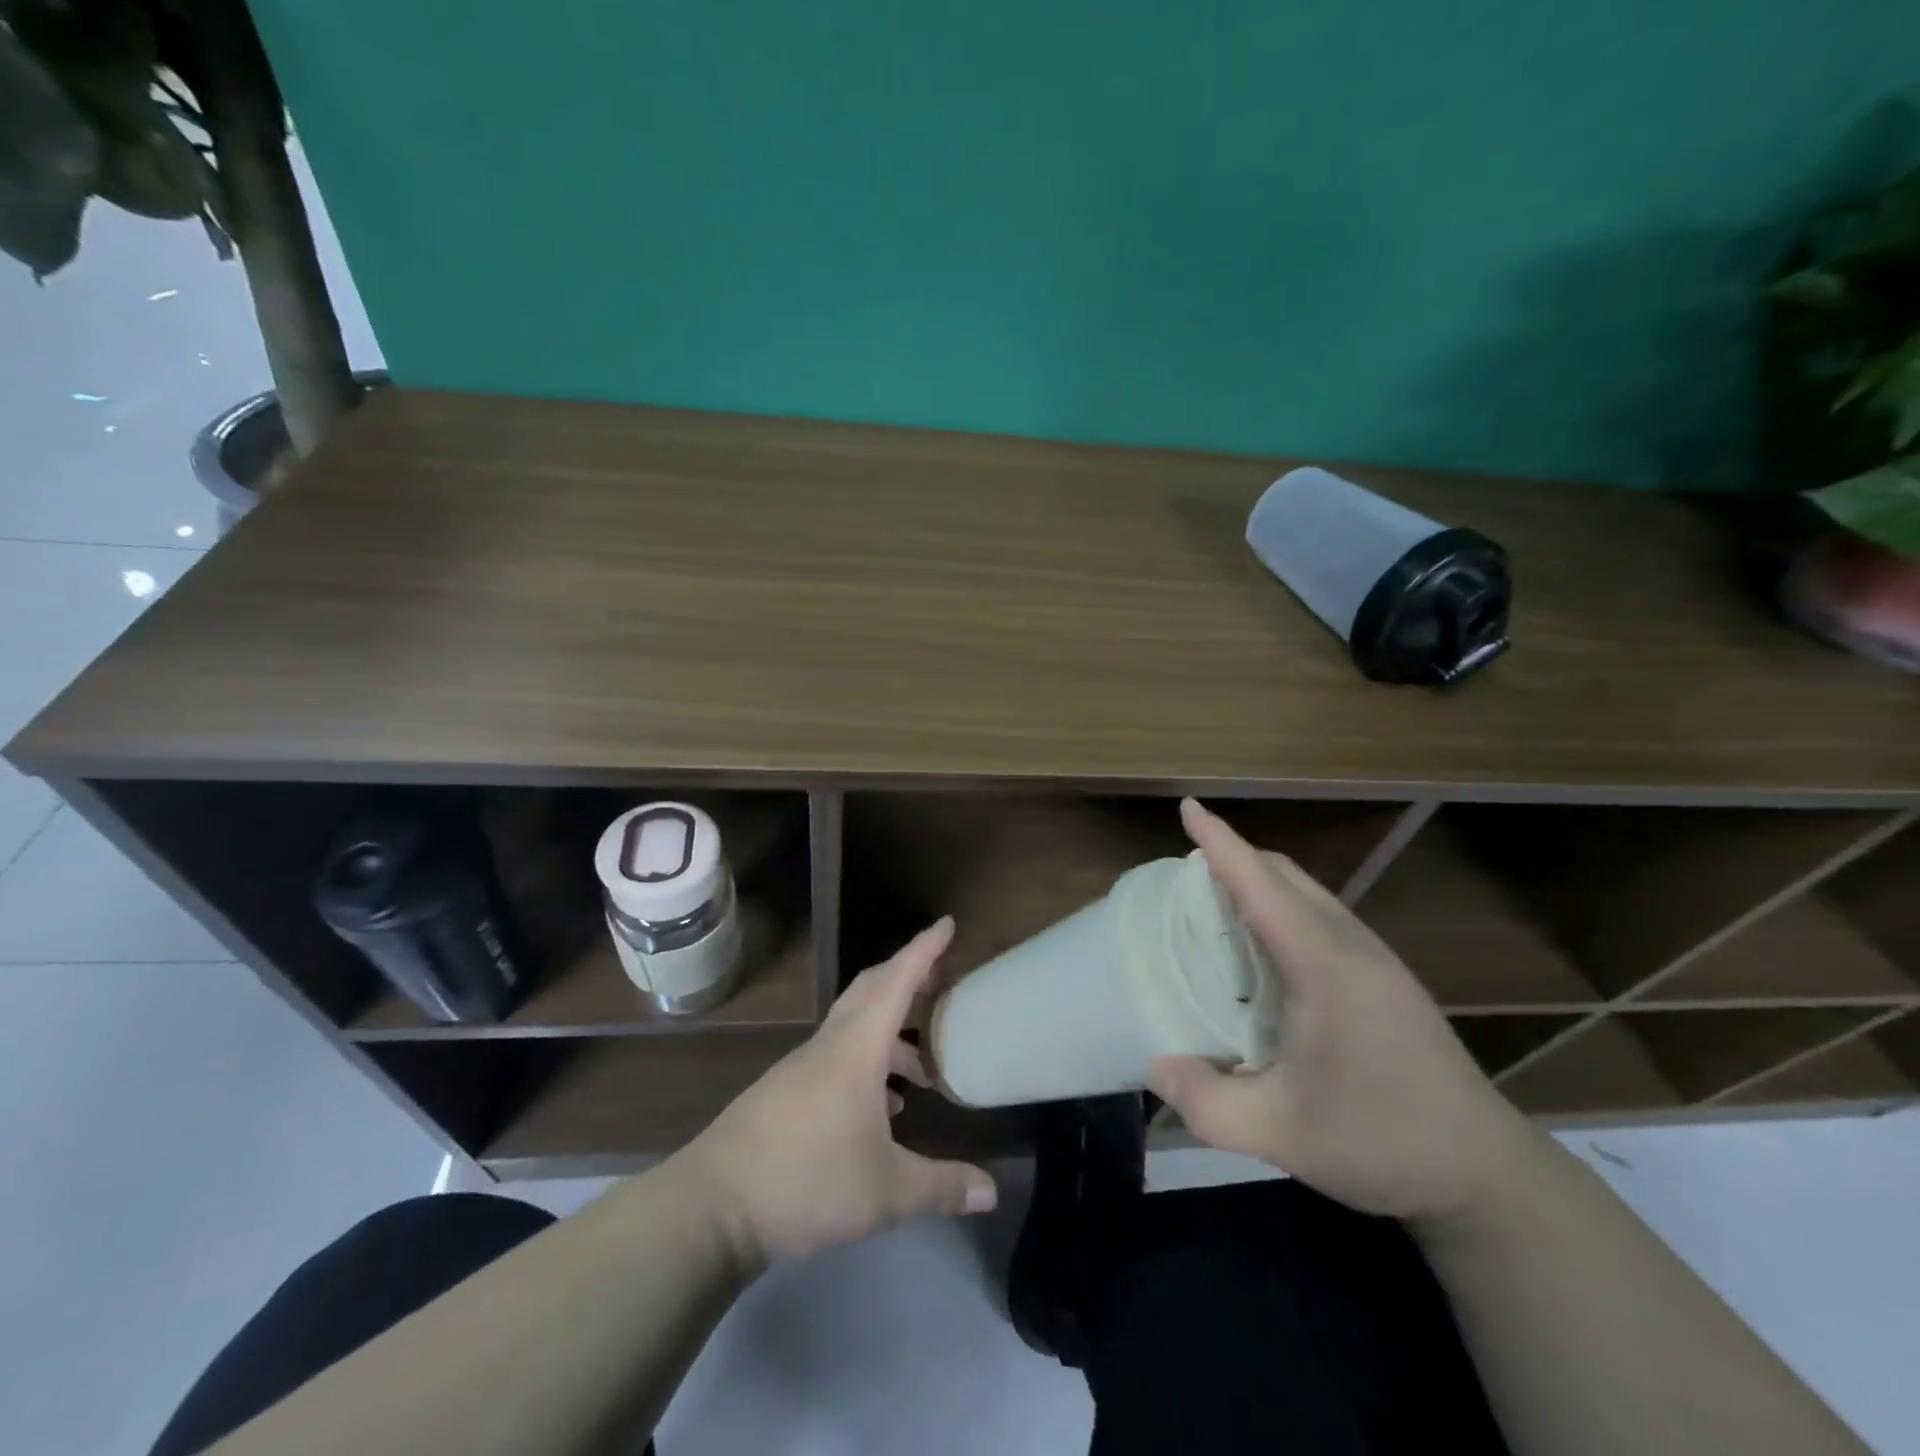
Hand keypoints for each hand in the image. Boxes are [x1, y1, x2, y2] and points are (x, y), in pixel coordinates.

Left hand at [682, 917, 997, 1263]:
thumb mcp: (885, 1192)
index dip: (924, 950)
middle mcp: (830, 1045)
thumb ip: (941, 1187)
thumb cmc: (806, 1181)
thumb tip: (992, 1193)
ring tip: (924, 1070)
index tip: (948, 924)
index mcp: (856, 1049)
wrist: (711, 1205)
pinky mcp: (786, 1091)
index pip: (896, 981)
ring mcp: (803, 1066)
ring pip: (855, 1027)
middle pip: (872, 990)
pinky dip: (868, 1063)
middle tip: (943, 981)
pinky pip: (838, 1056)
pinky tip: (883, 1107)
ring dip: (891, 1032)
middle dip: (909, 978)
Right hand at [1148, 799, 1537, 1226]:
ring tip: (1217, 907)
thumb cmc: (1381, 1142)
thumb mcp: (1279, 1134)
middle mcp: (1350, 946)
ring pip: (1308, 892)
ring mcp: (1376, 960)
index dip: (1220, 842)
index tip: (1187, 807)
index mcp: (1322, 964)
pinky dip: (1284, 908)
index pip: (1260, 883)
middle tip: (1185, 876)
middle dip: (1235, 857)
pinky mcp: (1387, 978)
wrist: (1488, 1174)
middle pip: (1285, 875)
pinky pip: (1323, 916)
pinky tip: (1267, 952)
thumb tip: (1155, 1067)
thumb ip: (1206, 1103)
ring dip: (1261, 882)